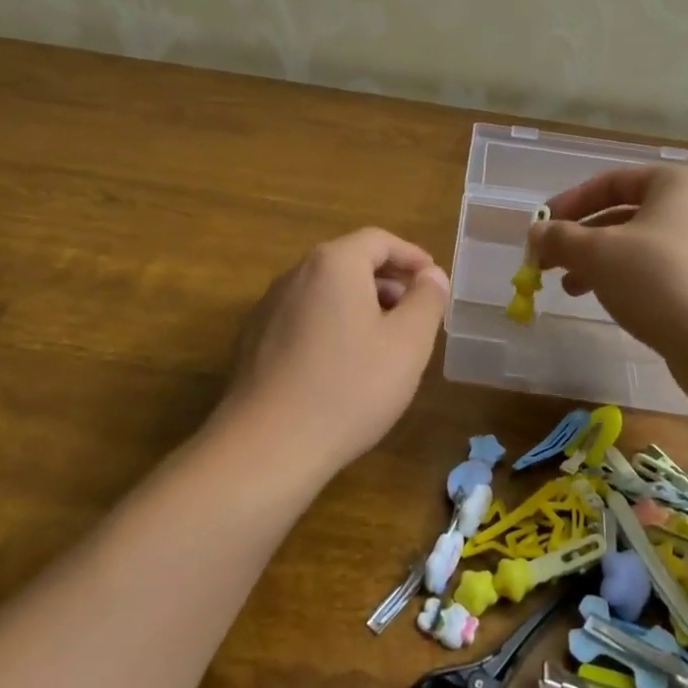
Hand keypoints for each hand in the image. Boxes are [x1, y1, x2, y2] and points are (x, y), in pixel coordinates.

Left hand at [217, 227, 450, 476]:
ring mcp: (269, 308)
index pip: (379, 240)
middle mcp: (296, 274)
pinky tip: (344, 365)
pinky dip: (332, 325)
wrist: (267, 446)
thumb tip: (431, 275)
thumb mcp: (408, 343)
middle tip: (415, 311)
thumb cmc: (349, 388)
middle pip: (349, 262)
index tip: (433, 278)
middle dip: (387, 281)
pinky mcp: (254, 341)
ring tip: (384, 340)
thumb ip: (427, 300)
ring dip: (360, 304)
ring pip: (326, 291)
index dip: (411, 256)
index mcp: (334, 264)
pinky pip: (304, 317)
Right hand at [528, 166, 687, 374]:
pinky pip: (652, 270)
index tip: (541, 228)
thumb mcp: (598, 253)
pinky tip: (599, 299)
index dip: (570, 202)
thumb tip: (535, 235)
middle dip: (580, 237)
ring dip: (595, 262)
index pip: (611, 182)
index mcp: (676, 183)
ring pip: (635, 245)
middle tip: (547, 261)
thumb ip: (561, 238)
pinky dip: (621, 279)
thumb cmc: (659, 279)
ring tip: (567, 287)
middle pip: (622, 214)